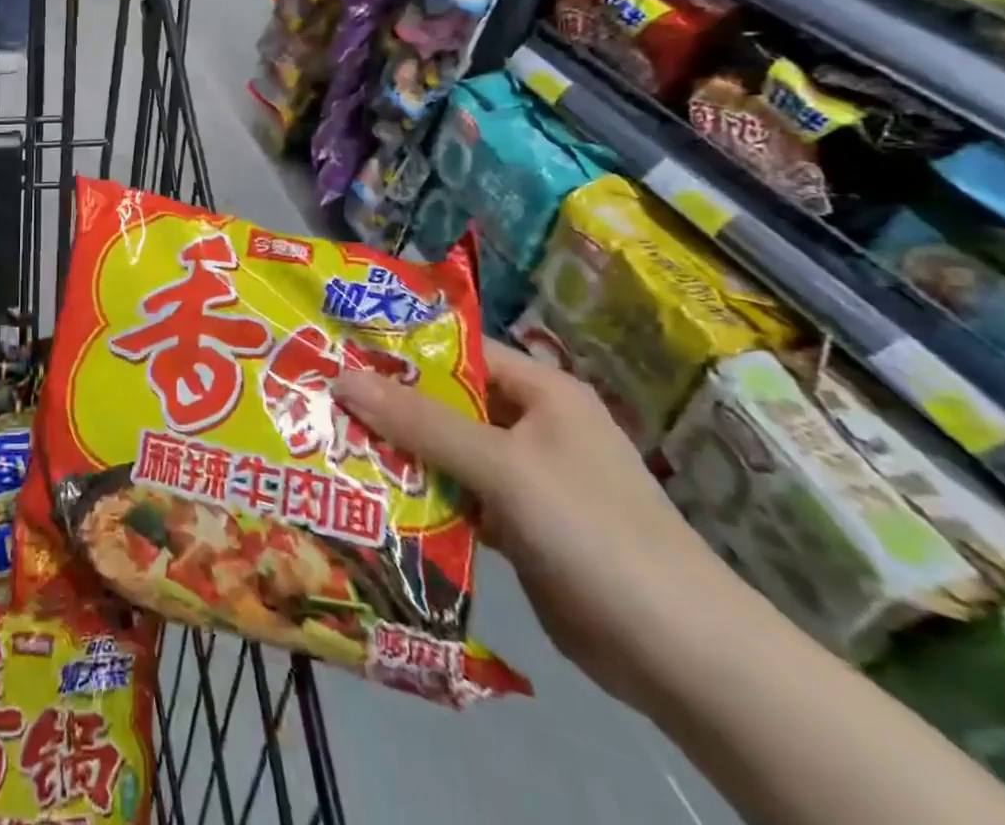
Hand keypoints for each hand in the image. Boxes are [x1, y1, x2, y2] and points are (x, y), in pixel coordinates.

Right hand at [334, 344, 753, 710]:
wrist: (683, 657)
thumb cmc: (594, 532)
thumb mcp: (503, 467)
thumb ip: (421, 422)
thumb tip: (341, 376)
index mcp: (542, 391)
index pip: (460, 349)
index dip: (401, 346)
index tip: (339, 347)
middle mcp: (534, 424)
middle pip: (448, 400)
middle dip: (390, 402)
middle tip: (322, 397)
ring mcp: (527, 477)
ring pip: (448, 450)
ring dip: (401, 450)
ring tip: (332, 441)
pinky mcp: (519, 525)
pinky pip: (459, 495)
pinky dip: (423, 495)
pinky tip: (373, 496)